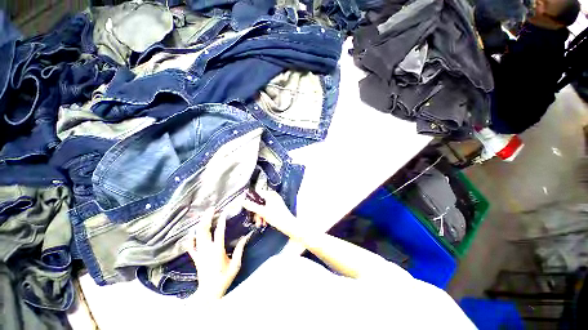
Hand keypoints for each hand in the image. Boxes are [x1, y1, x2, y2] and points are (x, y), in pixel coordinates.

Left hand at [186, 210, 251, 298]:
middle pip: (204, 229)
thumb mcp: (235, 264)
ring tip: (205, 215)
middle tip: (212, 209)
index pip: (219, 231)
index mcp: (217, 250)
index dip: (222, 220)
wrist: (209, 292)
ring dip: (200, 224)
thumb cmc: (224, 278)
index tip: (224, 211)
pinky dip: (191, 237)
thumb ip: (239, 249)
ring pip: (197, 234)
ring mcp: (199, 253)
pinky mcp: (195, 257)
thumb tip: (245, 237)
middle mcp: (206, 249)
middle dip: (207, 217)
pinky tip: (193, 232)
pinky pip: (190, 245)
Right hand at [243, 188, 294, 229]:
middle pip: (260, 202)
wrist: (289, 225)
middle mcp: (273, 196)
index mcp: (270, 195)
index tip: (247, 206)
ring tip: (260, 223)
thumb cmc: (277, 217)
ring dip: (260, 215)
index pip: (258, 193)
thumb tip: (243, 201)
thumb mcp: (263, 212)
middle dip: (257, 211)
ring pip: (263, 207)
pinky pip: (267, 210)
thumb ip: (252, 206)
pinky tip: (264, 223)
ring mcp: (275, 202)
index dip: (251, 199)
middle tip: (256, 219)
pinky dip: (265, 216)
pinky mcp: (277, 208)